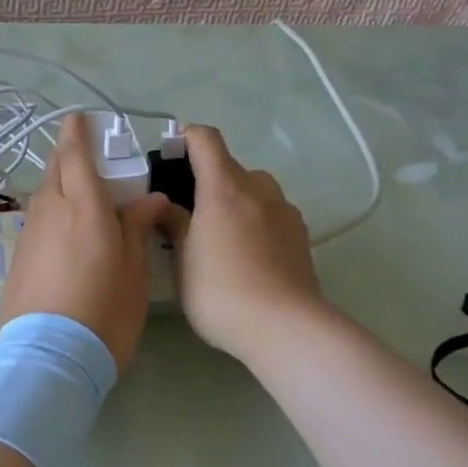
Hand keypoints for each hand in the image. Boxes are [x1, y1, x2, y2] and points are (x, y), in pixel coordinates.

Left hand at [0, 114, 169, 371]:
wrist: (49, 357)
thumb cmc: (105, 312)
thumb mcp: (134, 272)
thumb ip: (137, 228)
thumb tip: (149, 199)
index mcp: (84, 207)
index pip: (75, 156)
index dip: (77, 133)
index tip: (79, 117)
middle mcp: (51, 211)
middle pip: (55, 170)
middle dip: (68, 155)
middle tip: (88, 157)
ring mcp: (30, 234)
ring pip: (43, 194)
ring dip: (59, 183)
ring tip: (80, 193)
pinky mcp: (19, 258)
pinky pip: (37, 219)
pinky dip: (51, 211)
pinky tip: (65, 229)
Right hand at [164, 125, 328, 363]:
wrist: (285, 327)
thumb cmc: (221, 290)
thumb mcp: (182, 260)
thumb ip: (173, 224)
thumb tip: (166, 204)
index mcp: (224, 187)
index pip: (205, 139)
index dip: (185, 139)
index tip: (168, 157)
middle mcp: (258, 188)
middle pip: (230, 166)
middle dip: (207, 180)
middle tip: (188, 212)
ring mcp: (285, 211)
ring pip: (254, 190)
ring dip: (235, 201)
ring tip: (219, 236)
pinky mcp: (301, 236)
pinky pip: (271, 214)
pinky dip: (255, 222)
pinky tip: (246, 256)